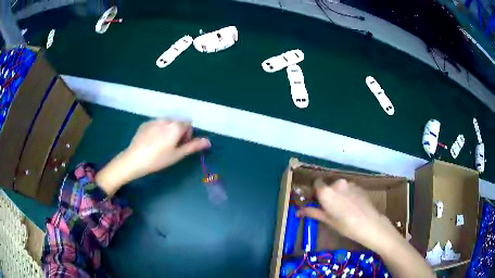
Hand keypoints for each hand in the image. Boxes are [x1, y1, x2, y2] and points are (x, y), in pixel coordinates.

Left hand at [96, 119, 210, 195]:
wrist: (135, 159)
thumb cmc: (158, 159)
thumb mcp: (177, 155)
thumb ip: (193, 146)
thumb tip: (208, 141)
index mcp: (175, 126)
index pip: (188, 124)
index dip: (187, 135)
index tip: (180, 146)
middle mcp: (166, 119)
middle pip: (177, 123)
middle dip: (177, 132)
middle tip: (171, 148)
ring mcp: (154, 120)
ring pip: (166, 123)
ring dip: (167, 131)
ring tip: (160, 146)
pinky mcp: (144, 124)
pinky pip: (156, 125)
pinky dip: (157, 131)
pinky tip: (151, 143)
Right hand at [297, 179, 398, 251]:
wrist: (369, 223)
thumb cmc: (345, 225)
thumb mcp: (327, 220)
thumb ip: (313, 212)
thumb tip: (297, 212)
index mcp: (326, 191)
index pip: (316, 183)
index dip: (315, 192)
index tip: (317, 201)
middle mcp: (337, 183)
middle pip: (328, 185)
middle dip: (327, 194)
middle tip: (330, 208)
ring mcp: (350, 183)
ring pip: (339, 187)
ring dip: (338, 194)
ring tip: (343, 208)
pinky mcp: (359, 186)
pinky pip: (349, 188)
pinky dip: (347, 194)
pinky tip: (352, 206)